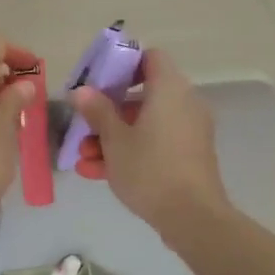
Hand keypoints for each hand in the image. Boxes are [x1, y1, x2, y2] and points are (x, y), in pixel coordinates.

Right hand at [72, 47, 229, 234]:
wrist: (193, 217)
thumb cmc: (150, 169)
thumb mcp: (114, 140)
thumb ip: (97, 111)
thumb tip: (82, 90)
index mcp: (169, 89)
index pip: (150, 57)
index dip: (123, 64)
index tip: (98, 81)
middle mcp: (184, 103)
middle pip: (142, 95)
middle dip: (108, 112)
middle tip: (83, 127)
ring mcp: (188, 131)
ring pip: (145, 124)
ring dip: (113, 138)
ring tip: (83, 158)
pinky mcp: (188, 156)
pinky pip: (155, 143)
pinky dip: (131, 152)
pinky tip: (98, 173)